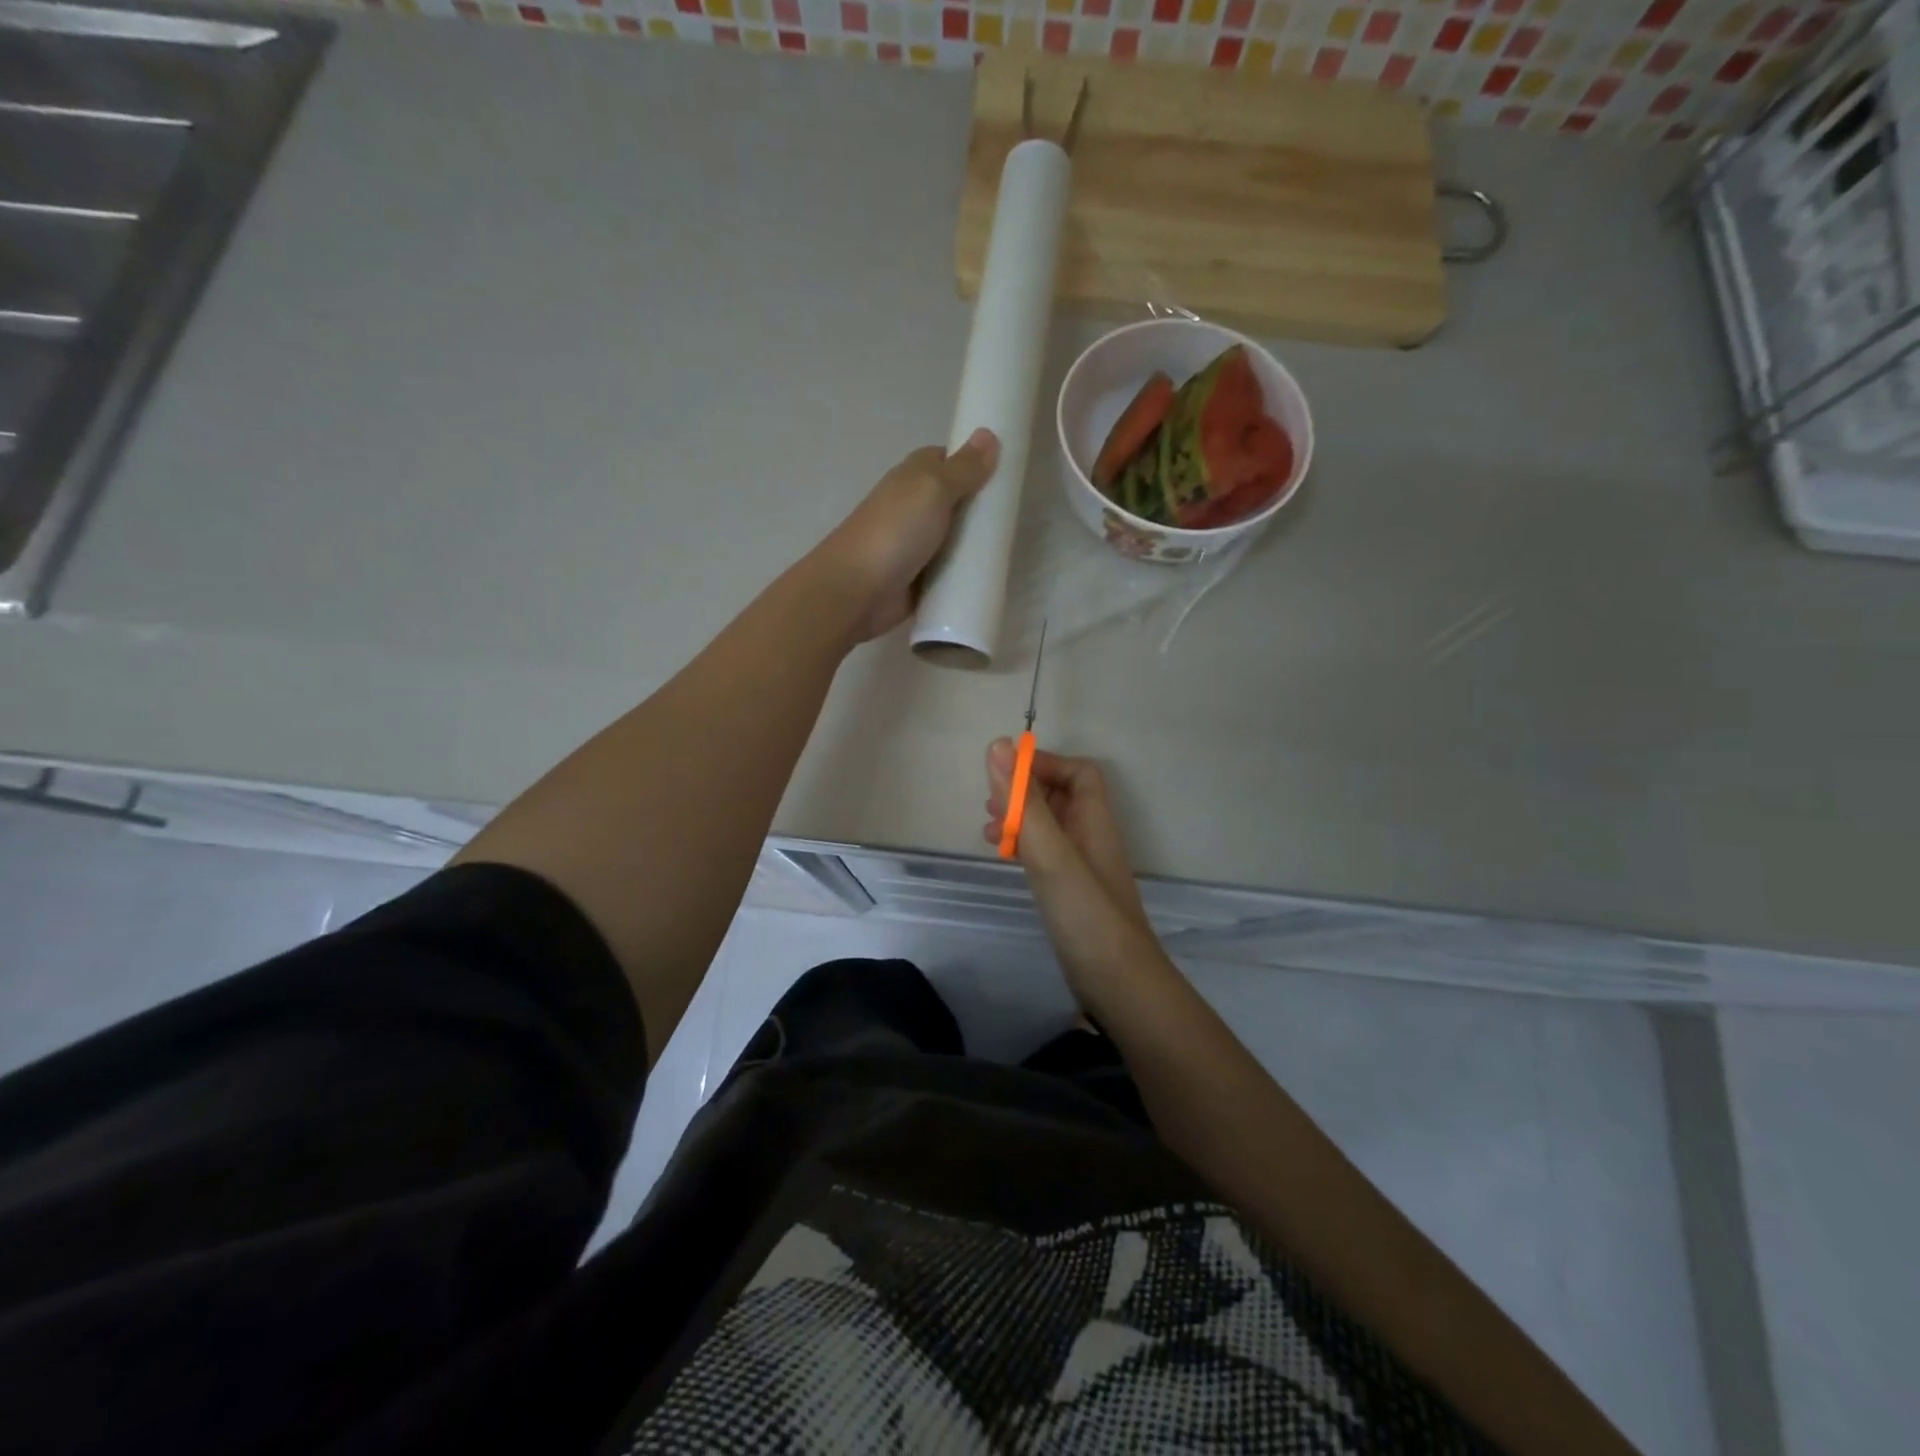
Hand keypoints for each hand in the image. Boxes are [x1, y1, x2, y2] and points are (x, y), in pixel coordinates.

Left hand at [815, 430, 999, 643]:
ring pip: (955, 538)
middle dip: (981, 508)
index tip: (1007, 472)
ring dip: (976, 544)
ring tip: (1012, 550)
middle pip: (956, 502)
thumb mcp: (933, 489)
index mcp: (913, 477)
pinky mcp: (919, 579)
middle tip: (1017, 518)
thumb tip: (988, 435)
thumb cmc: (895, 531)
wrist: (856, 590)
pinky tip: (990, 577)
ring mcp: (915, 545)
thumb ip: (963, 468)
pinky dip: (965, 574)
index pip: (948, 460)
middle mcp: (913, 507)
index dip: (974, 463)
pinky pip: (949, 572)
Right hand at [984, 740, 1168, 1011]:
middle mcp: (1091, 837)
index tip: (1006, 775)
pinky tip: (1004, 857)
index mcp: (1094, 820)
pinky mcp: (1071, 893)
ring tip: (988, 830)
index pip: (1078, 772)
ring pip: (1050, 826)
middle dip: (1025, 792)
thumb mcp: (1050, 852)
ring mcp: (1082, 867)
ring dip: (1020, 819)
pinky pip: (1046, 855)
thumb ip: (1024, 801)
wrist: (1117, 983)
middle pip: (1061, 796)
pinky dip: (1023, 847)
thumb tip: (997, 744)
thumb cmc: (1085, 912)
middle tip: (991, 804)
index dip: (1044, 764)